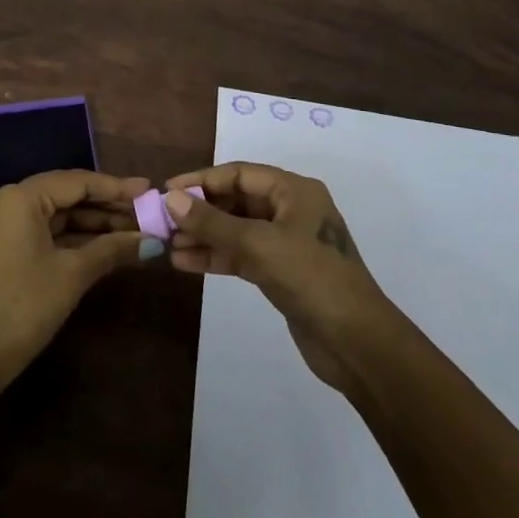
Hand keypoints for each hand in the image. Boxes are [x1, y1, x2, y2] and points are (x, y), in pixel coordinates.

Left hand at [0, 170, 151, 408]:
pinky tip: (105, 245)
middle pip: (66, 195)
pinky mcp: (1, 246)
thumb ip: (113, 249)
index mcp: (20, 198)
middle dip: (106, 206)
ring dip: (92, 224)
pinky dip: (72, 238)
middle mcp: (6, 201)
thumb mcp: (73, 275)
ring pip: (55, 214)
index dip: (116, 187)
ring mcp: (1, 224)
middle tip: (145, 213)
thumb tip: (152, 240)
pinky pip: (43, 231)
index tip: (148, 190)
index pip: (76, 182)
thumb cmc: (24, 308)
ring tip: (133, 230)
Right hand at [165, 162, 397, 391]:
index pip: (238, 174)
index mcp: (294, 191)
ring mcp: (285, 242)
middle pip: (235, 200)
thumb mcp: (259, 245)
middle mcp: (290, 210)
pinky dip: (215, 257)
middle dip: (199, 210)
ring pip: (235, 230)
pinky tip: (185, 262)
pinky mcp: (280, 272)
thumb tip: (171, 199)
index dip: (201, 180)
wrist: (357, 344)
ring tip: (166, 244)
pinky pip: (240, 255)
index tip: (166, 190)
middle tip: (162, 221)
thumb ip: (213, 223)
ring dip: (203, 236)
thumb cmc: (312, 279)